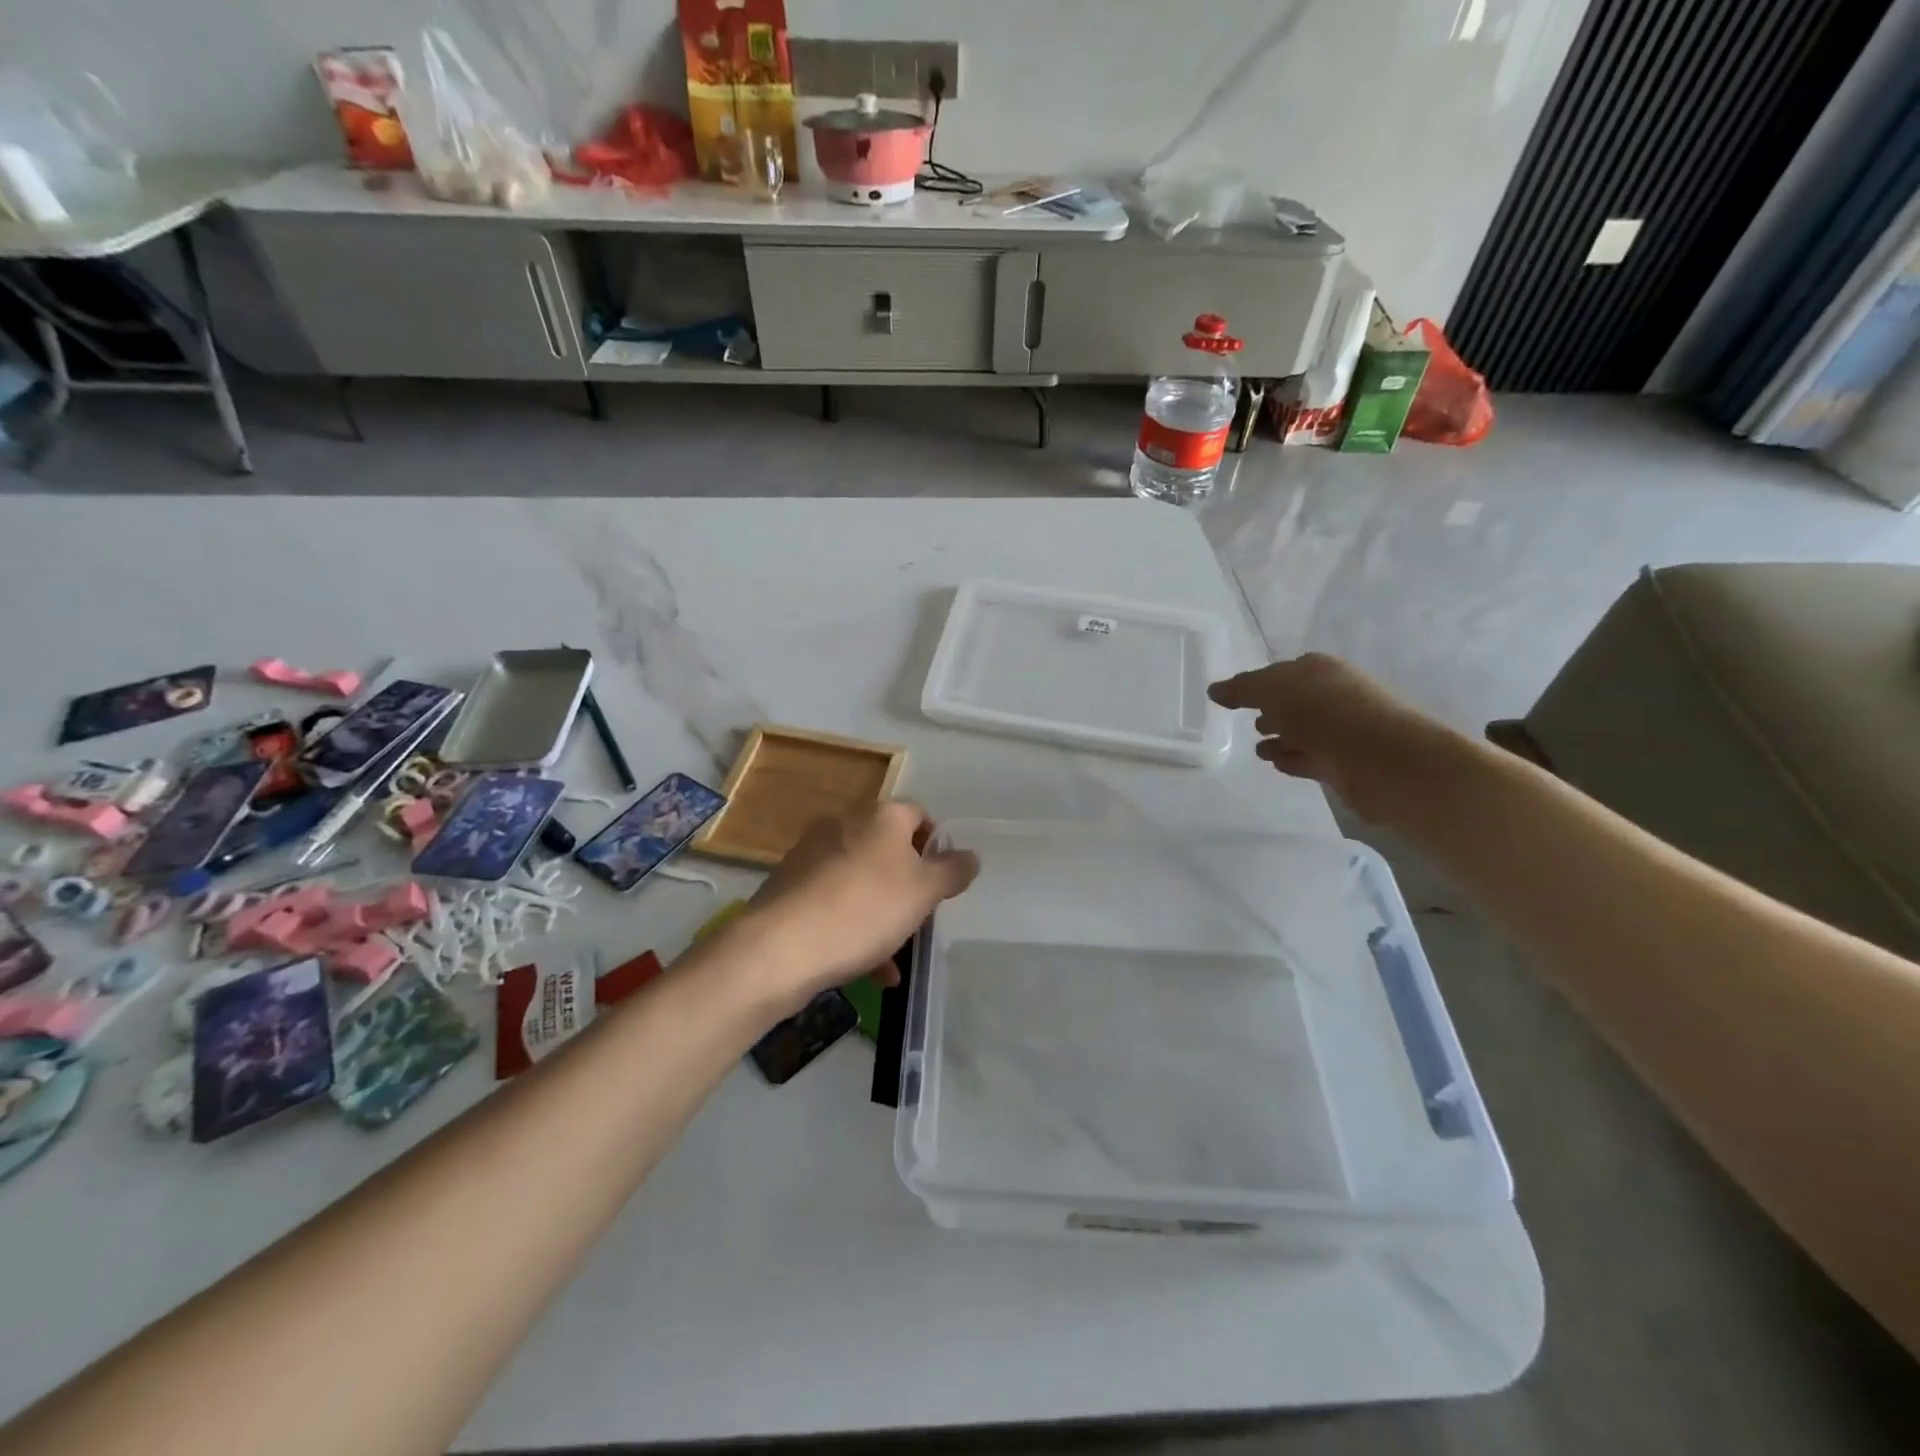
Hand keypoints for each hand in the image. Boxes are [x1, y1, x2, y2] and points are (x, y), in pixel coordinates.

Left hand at [728, 802, 978, 1013]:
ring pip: (861, 880)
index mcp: (880, 817)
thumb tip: (969, 855)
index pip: (919, 815)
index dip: (936, 845)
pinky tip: (869, 969)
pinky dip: (854, 927)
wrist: (780, 949)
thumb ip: (952, 871)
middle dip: (908, 885)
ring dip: (883, 913)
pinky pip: (833, 902)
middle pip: (888, 849)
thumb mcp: (923, 892)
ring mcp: (811, 855)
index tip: (944, 880)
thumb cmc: (865, 910)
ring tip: (896, 957)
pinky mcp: (789, 887)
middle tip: (921, 918)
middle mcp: (844, 825)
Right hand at [1207, 653, 1461, 821]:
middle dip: (1271, 710)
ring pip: (1302, 732)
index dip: (1259, 684)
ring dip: (1280, 738)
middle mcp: (1333, 695)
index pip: (1282, 672)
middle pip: (1294, 702)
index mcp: (1319, 670)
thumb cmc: (1326, 713)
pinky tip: (1276, 764)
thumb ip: (1242, 689)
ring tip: (1258, 750)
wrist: (1385, 760)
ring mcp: (1340, 731)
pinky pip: (1309, 758)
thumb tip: (1214, 690)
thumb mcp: (1274, 690)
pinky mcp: (1344, 764)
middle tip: (1248, 723)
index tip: (1235, 699)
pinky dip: (1292, 759)